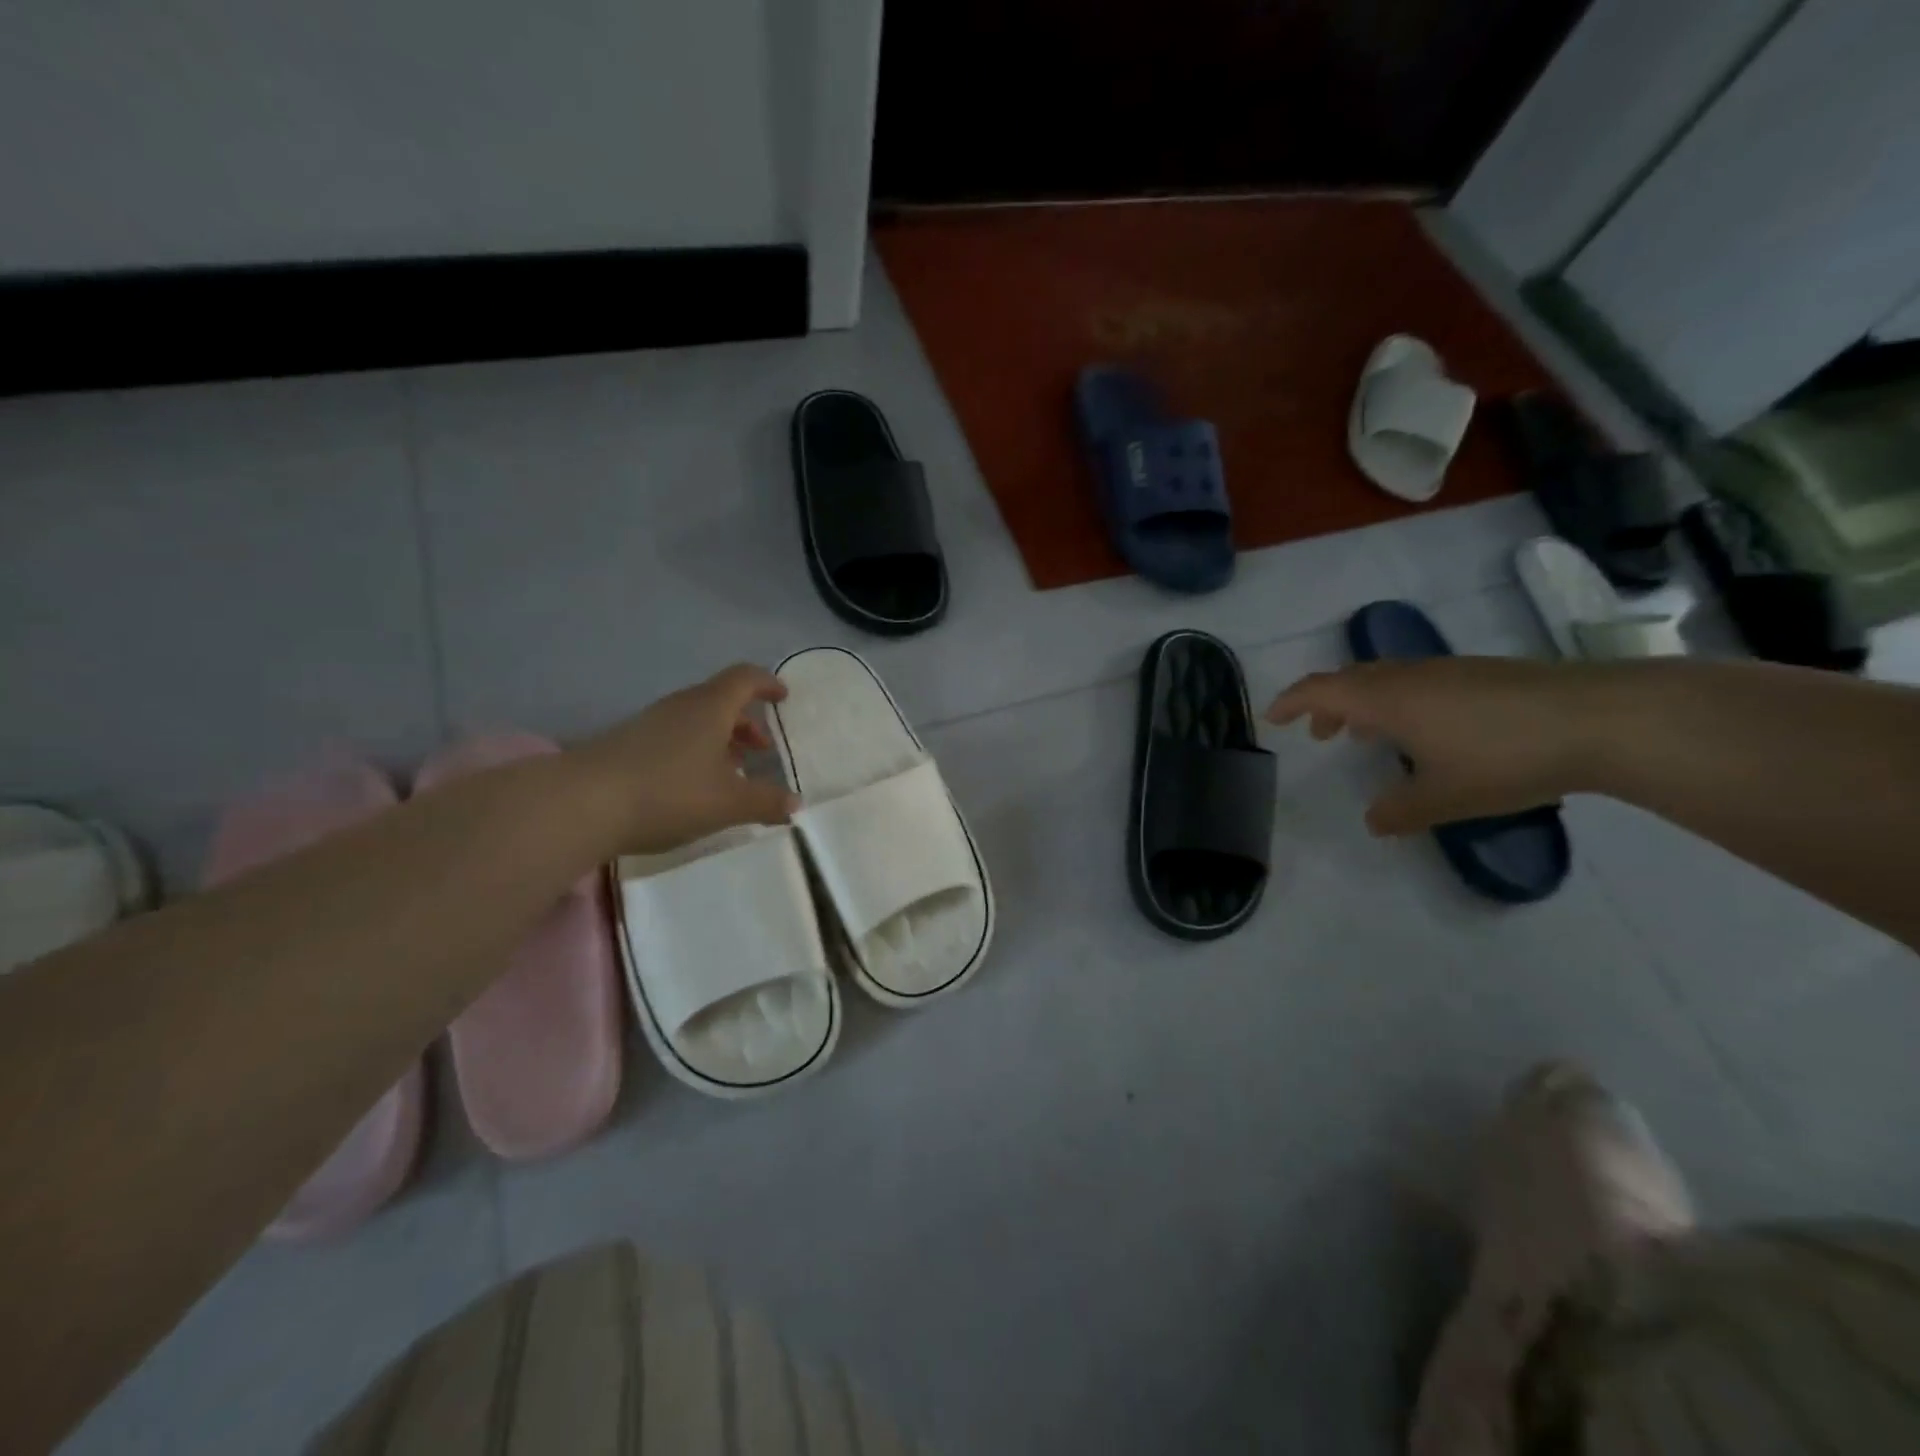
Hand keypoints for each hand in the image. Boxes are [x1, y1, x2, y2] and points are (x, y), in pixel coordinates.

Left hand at [575, 663, 799, 854]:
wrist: (580, 804)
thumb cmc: (668, 793)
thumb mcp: (728, 803)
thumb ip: (766, 801)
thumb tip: (795, 803)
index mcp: (710, 708)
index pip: (745, 678)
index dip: (767, 684)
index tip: (783, 698)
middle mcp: (680, 707)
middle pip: (720, 699)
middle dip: (746, 721)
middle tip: (763, 748)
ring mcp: (649, 723)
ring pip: (695, 720)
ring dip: (720, 738)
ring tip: (733, 771)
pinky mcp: (627, 744)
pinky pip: (674, 737)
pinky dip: (695, 751)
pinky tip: (694, 785)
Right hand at [1266, 657, 1601, 834]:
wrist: (1601, 720)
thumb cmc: (1504, 757)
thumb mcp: (1444, 797)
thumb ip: (1400, 811)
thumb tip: (1373, 821)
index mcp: (1386, 699)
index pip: (1320, 690)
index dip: (1291, 702)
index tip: (1273, 719)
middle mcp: (1409, 676)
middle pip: (1349, 679)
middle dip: (1326, 704)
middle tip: (1319, 734)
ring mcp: (1447, 670)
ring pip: (1386, 678)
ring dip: (1364, 703)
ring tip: (1368, 735)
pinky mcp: (1482, 673)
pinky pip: (1417, 681)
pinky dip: (1399, 701)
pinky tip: (1426, 731)